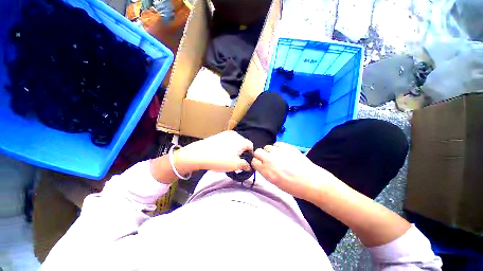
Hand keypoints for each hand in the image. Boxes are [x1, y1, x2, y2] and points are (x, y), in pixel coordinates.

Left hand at [175, 131, 253, 172]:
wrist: (199, 154)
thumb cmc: (220, 160)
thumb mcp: (235, 165)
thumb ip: (245, 165)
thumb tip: (250, 166)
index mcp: (241, 140)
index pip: (251, 146)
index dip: (250, 155)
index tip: (246, 162)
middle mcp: (235, 134)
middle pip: (243, 144)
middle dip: (242, 152)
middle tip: (237, 161)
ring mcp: (226, 134)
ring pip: (235, 142)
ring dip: (235, 150)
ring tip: (228, 158)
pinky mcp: (218, 135)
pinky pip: (227, 141)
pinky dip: (228, 147)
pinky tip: (221, 153)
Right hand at [251, 142, 335, 199]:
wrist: (311, 181)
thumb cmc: (293, 186)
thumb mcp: (275, 182)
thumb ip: (266, 172)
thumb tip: (263, 165)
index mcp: (266, 171)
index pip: (254, 162)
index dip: (257, 163)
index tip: (260, 164)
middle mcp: (270, 160)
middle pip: (257, 152)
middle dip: (260, 155)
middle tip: (267, 159)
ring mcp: (278, 152)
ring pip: (267, 147)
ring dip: (270, 151)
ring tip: (277, 156)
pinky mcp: (287, 147)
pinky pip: (277, 144)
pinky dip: (278, 148)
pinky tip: (283, 152)